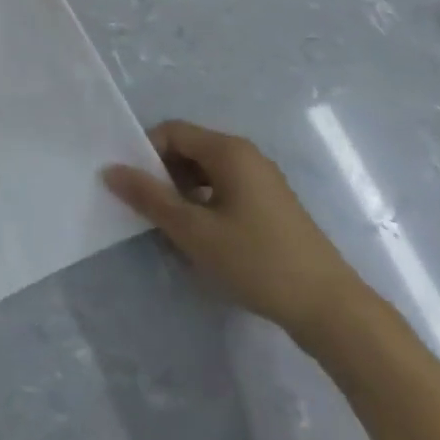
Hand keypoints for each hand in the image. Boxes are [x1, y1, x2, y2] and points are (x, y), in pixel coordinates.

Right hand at [103, 121, 370, 349]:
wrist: (329, 307)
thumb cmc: (256, 261)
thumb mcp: (194, 231)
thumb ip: (149, 197)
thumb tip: (110, 170)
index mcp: (229, 150)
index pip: (172, 131)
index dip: (145, 153)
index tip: (130, 187)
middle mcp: (246, 155)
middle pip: (189, 149)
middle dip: (162, 174)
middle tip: (145, 210)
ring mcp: (261, 180)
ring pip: (205, 172)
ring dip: (181, 193)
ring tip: (169, 228)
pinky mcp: (269, 206)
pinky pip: (224, 190)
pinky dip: (203, 205)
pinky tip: (199, 239)